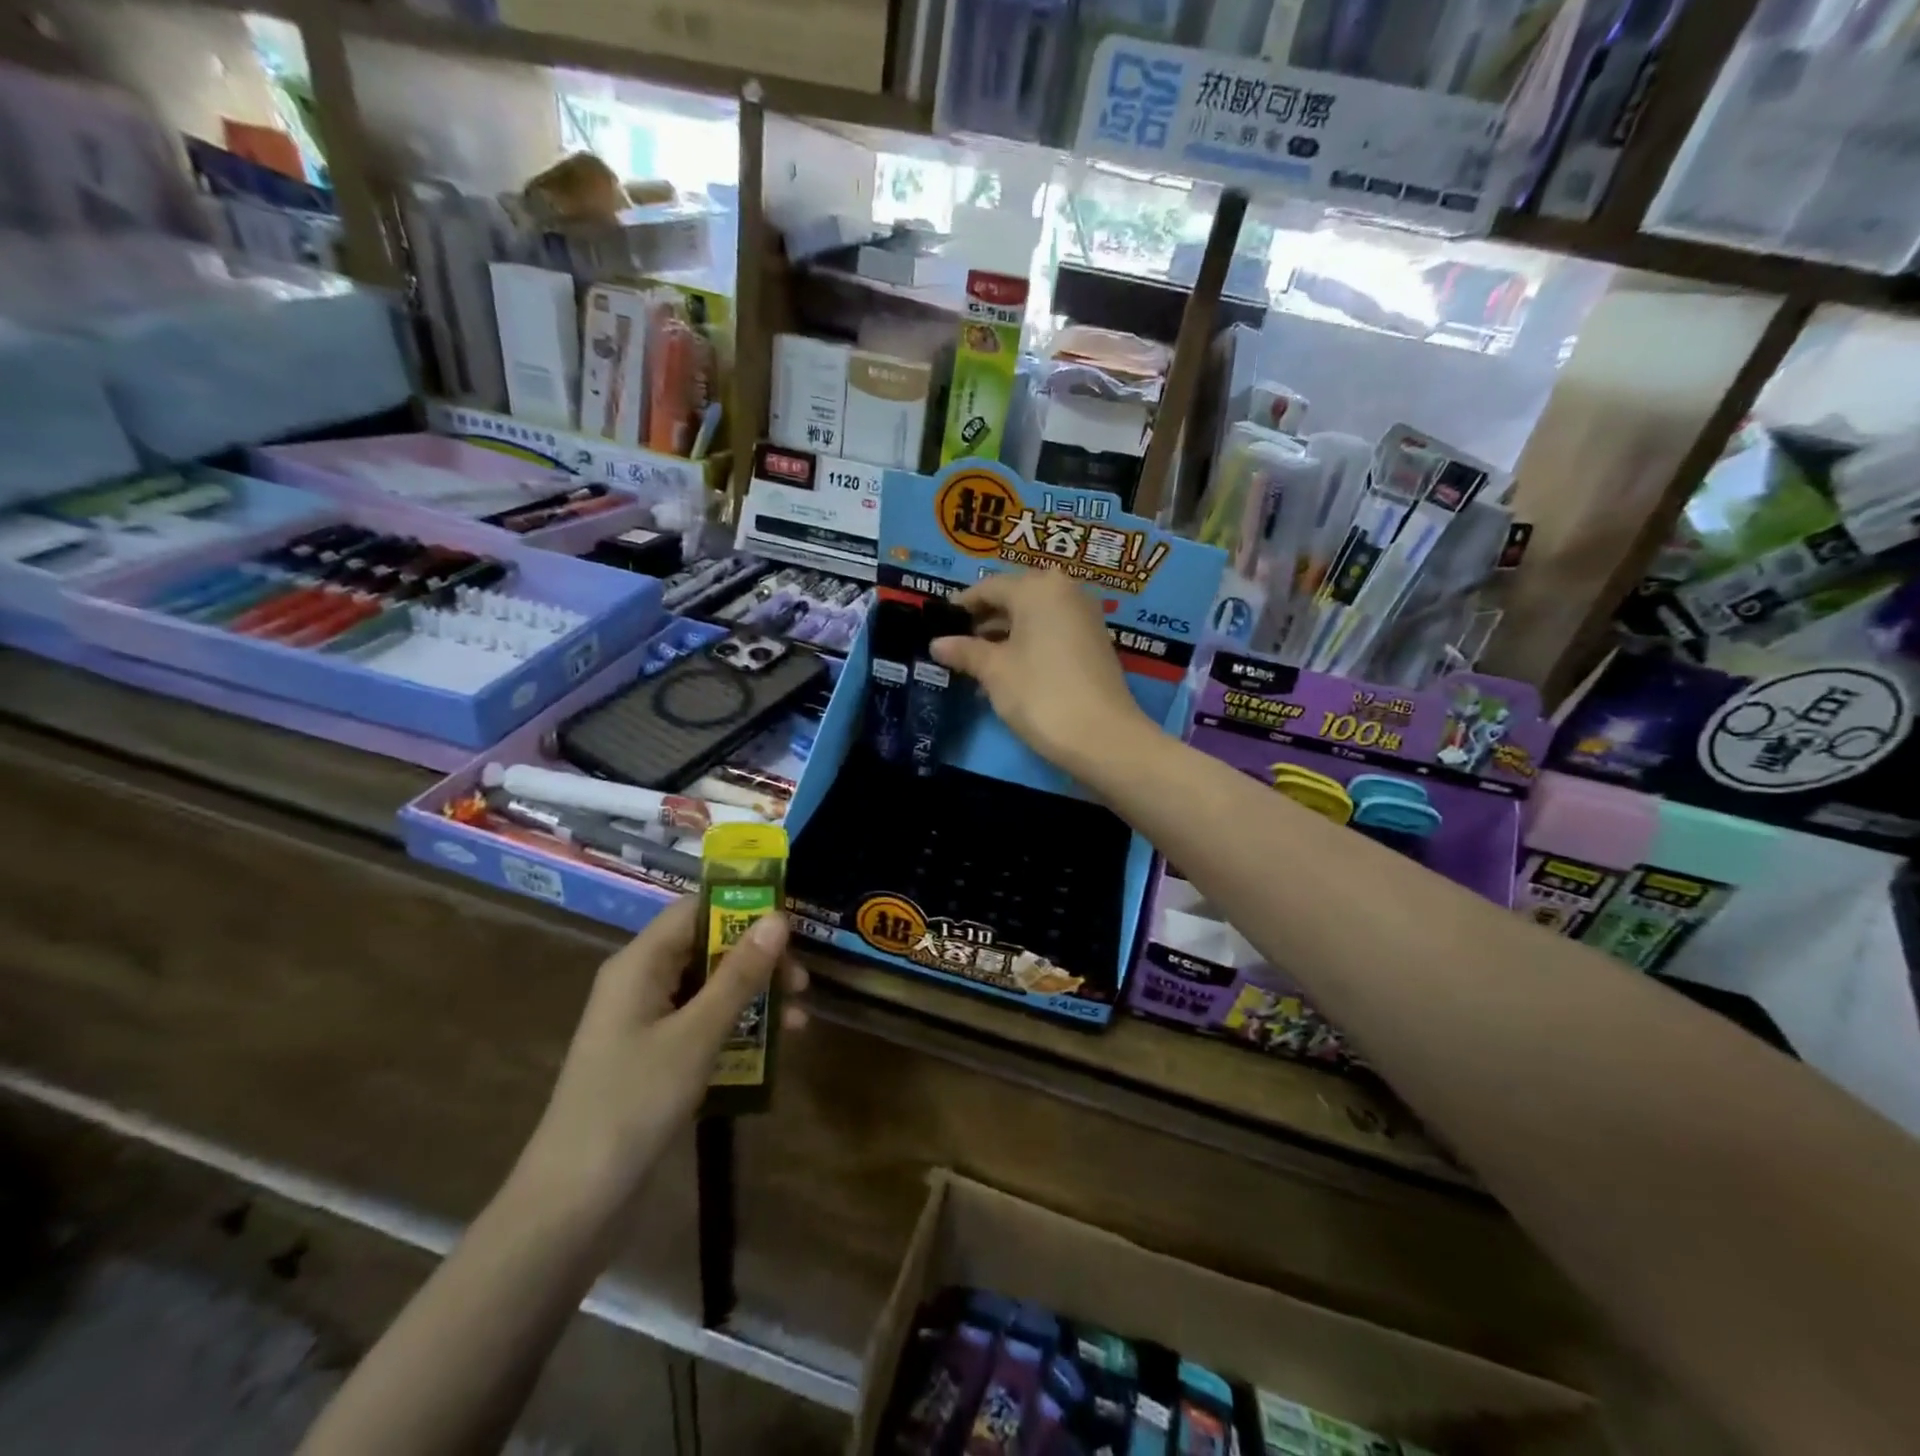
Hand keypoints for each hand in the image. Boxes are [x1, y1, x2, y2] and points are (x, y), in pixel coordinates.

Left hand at [512, 898, 806, 1222]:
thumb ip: (739, 975)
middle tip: (803, 982)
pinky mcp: (653, 1058)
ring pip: (709, 989)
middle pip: (707, 948)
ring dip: (754, 997)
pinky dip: (737, 1029)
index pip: (696, 909)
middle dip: (758, 960)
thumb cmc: (634, 1103)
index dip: (743, 907)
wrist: (573, 1202)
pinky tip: (773, 1050)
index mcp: (640, 964)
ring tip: (800, 1019)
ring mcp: (646, 1022)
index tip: (791, 923)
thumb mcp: (697, 1035)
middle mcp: (641, 982)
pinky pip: (702, 1024)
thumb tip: (778, 919)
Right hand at [929, 569, 1154, 771]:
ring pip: (1034, 616)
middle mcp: (1065, 591)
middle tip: (956, 644)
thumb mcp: (995, 671)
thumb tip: (936, 644)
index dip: (962, 605)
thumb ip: (965, 651)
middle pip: (1015, 597)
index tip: (939, 623)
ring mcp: (1085, 616)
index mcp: (1038, 588)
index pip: (989, 587)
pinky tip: (1007, 671)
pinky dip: (1028, 644)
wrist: (1103, 736)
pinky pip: (1052, 631)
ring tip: (976, 662)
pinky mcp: (1095, 642)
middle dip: (984, 620)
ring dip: (1005, 635)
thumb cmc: (1041, 694)